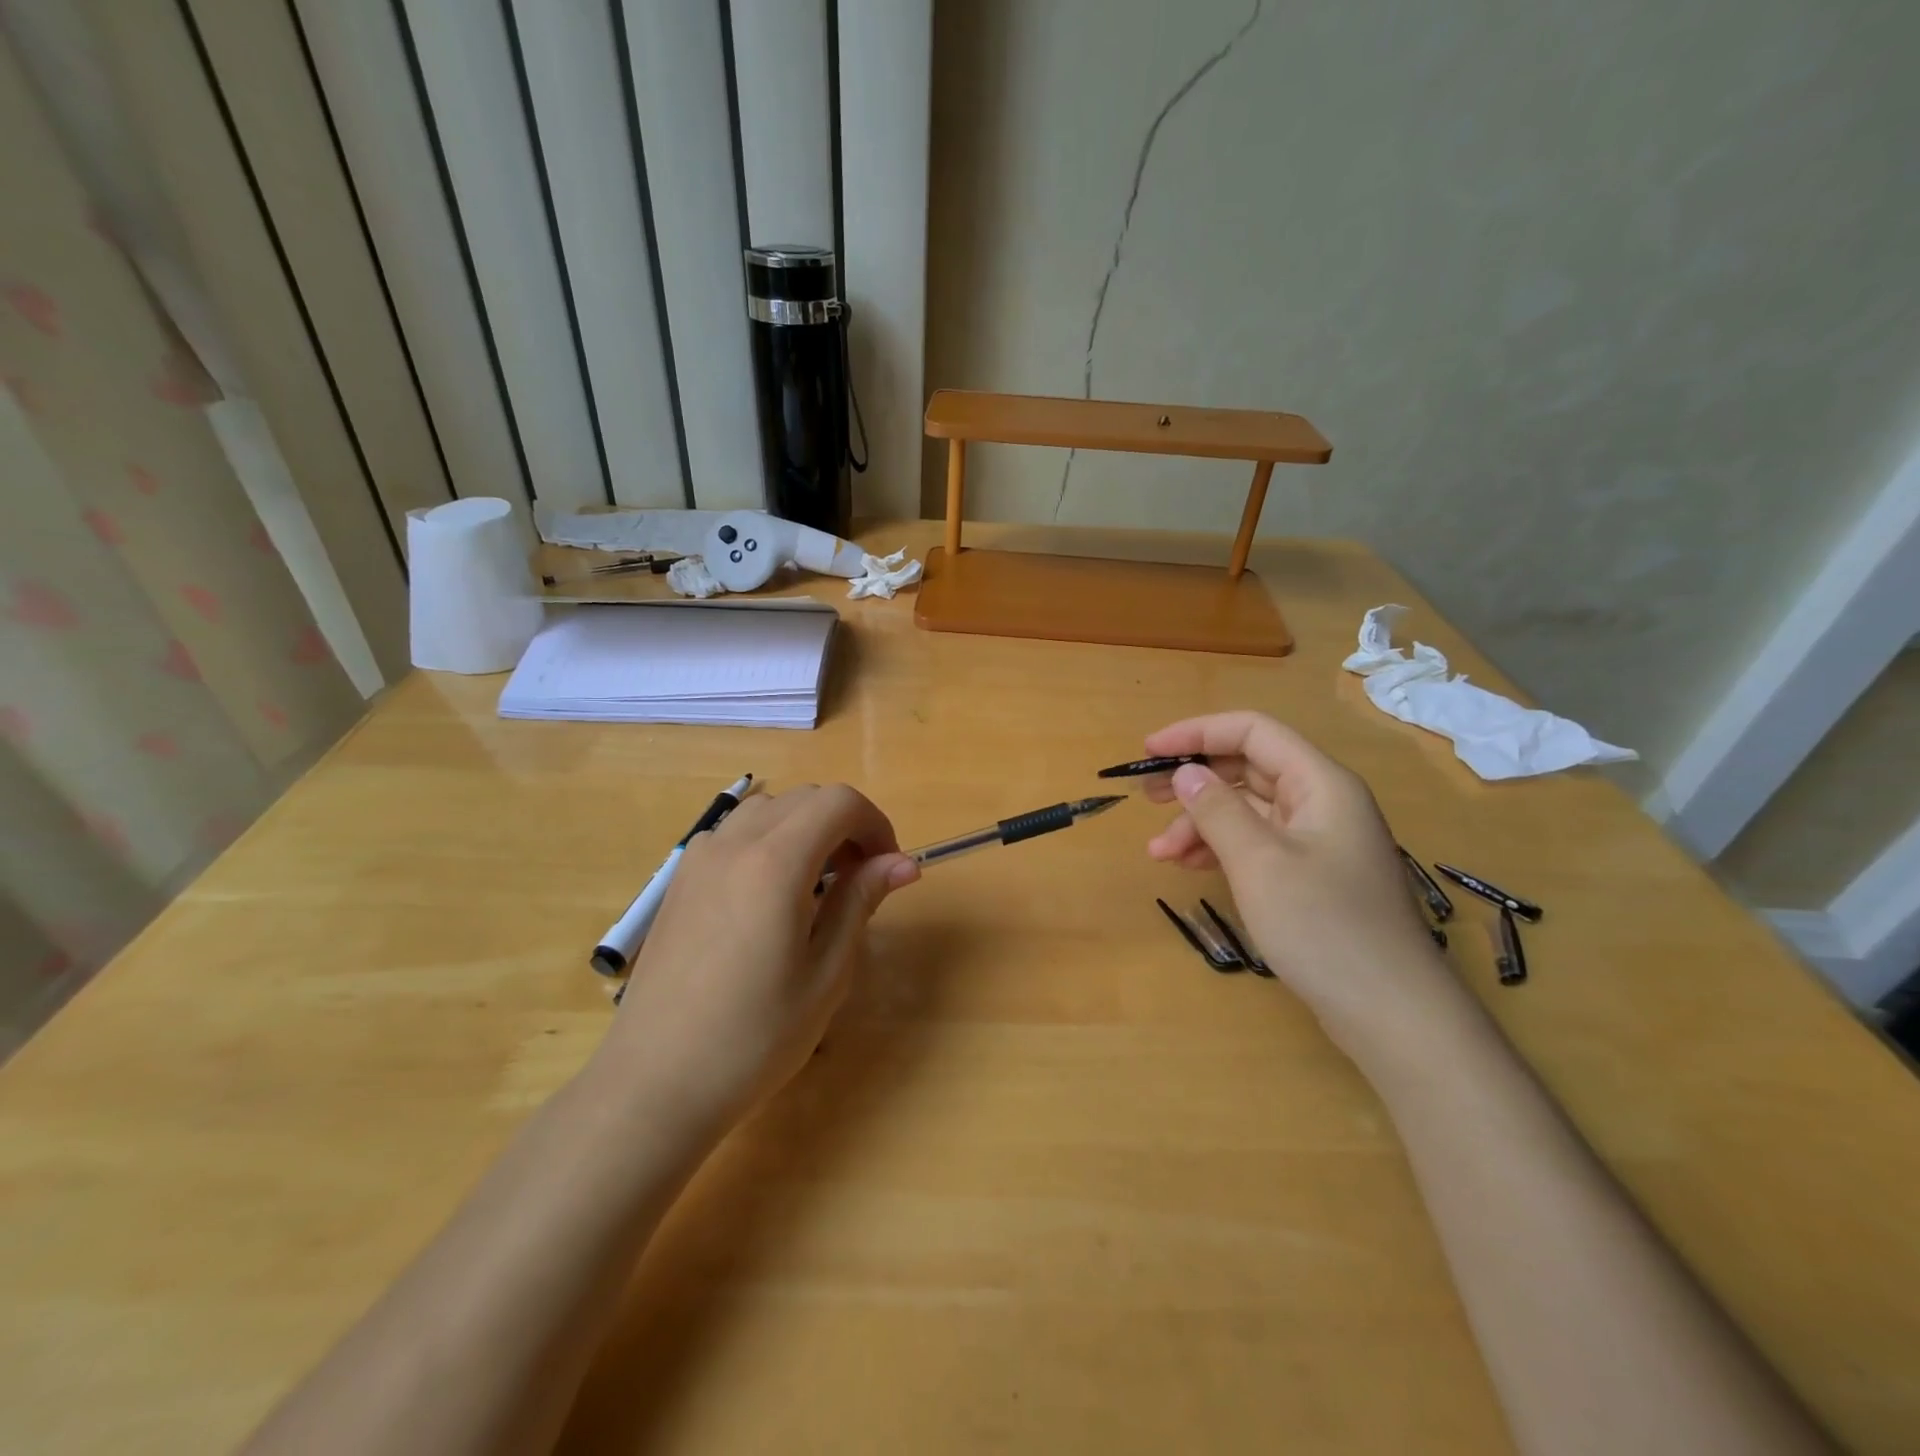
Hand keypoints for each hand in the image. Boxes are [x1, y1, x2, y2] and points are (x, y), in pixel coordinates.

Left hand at [596, 784, 918, 1133]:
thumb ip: (861, 901)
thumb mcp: (826, 973)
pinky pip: (735, 834)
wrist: (655, 1083)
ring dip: (806, 829)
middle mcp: (734, 844)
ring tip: (818, 886)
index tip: (888, 868)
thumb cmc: (754, 1037)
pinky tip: (771, 897)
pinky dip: (769, 841)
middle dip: (846, 825)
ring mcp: (699, 859)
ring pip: (769, 810)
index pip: (839, 802)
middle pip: (805, 798)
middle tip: (862, 880)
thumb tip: (903, 862)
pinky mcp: (680, 881)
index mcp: (775, 863)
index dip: (876, 824)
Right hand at [1143, 711, 1466, 1050]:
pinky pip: (1257, 844)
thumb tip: (1185, 774)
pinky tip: (1188, 866)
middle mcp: (1321, 803)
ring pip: (1248, 811)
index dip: (1197, 733)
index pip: (1253, 732)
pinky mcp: (1312, 876)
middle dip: (1194, 780)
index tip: (1148, 751)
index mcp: (1320, 784)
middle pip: (1248, 769)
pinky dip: (1220, 849)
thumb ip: (1218, 810)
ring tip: (1159, 852)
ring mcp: (1318, 841)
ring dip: (1200, 823)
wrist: (1391, 1013)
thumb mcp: (1259, 862)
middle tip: (1145, 797)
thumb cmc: (1324, 926)